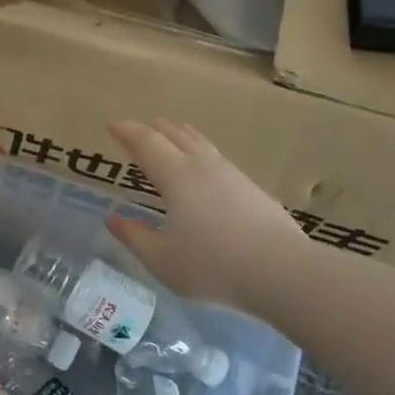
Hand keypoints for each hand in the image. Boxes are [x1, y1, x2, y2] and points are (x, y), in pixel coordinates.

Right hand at [104, 119, 307, 311]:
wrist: (282, 270)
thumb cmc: (212, 265)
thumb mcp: (162, 259)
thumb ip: (134, 237)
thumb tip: (112, 219)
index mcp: (175, 177)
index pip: (146, 144)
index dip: (127, 132)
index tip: (112, 124)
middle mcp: (202, 167)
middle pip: (175, 137)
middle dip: (155, 130)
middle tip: (142, 126)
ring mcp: (232, 175)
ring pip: (202, 145)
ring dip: (183, 136)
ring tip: (177, 131)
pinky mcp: (253, 189)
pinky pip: (219, 159)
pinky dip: (204, 152)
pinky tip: (210, 166)